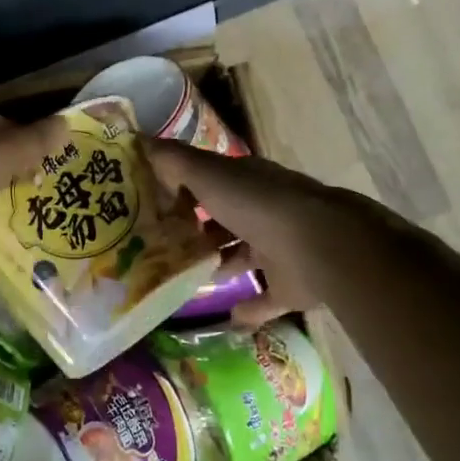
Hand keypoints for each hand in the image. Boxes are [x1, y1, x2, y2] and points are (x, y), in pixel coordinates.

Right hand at [147, 138, 396, 326]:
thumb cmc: (257, 204)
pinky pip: (265, 298)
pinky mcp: (290, 285)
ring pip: (242, 254)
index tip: (149, 203)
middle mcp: (261, 210)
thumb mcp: (208, 174)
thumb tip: (139, 140)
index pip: (207, 179)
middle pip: (223, 217)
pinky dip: (248, 309)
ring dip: (220, 263)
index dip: (179, 188)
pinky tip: (226, 320)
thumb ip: (173, 160)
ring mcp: (278, 248)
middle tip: (158, 245)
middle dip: (196, 228)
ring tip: (182, 279)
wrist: (320, 245)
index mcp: (244, 180)